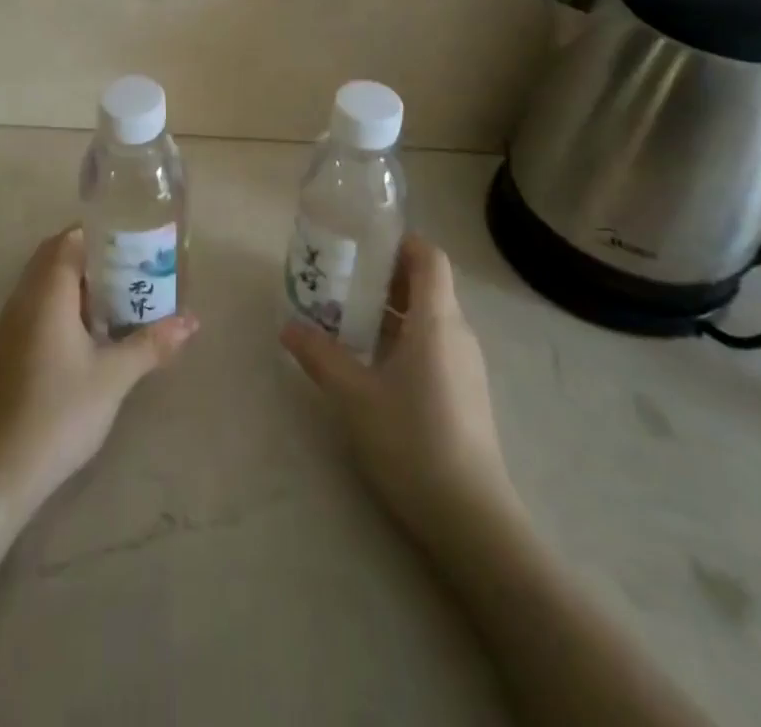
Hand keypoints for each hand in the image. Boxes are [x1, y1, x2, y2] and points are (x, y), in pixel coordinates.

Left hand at [0, 226, 197, 518]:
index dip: (99, 233)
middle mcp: (23, 299)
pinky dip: (62, 305)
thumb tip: (191, 321)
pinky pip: (36, 307)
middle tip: (131, 268)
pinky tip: (88, 334)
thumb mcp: (114, 377)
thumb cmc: (59, 412)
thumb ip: (151, 343)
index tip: (133, 241)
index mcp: (47, 292)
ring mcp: (10, 325)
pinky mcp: (6, 350)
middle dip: (91, 256)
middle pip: (54, 257)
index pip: (69, 239)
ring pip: (43, 284)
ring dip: (76, 282)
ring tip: (117, 298)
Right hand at [280, 236, 519, 543]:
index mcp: (437, 321)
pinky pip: (433, 345)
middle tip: (341, 279)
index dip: (400, 242)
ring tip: (347, 317)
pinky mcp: (465, 393)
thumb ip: (320, 356)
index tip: (362, 243)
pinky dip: (402, 337)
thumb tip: (288, 327)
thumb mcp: (354, 396)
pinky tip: (371, 362)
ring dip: (390, 309)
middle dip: (384, 275)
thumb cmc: (412, 441)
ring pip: (428, 317)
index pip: (429, 257)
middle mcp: (457, 334)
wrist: (472, 519)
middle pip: (427, 284)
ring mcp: (465, 366)